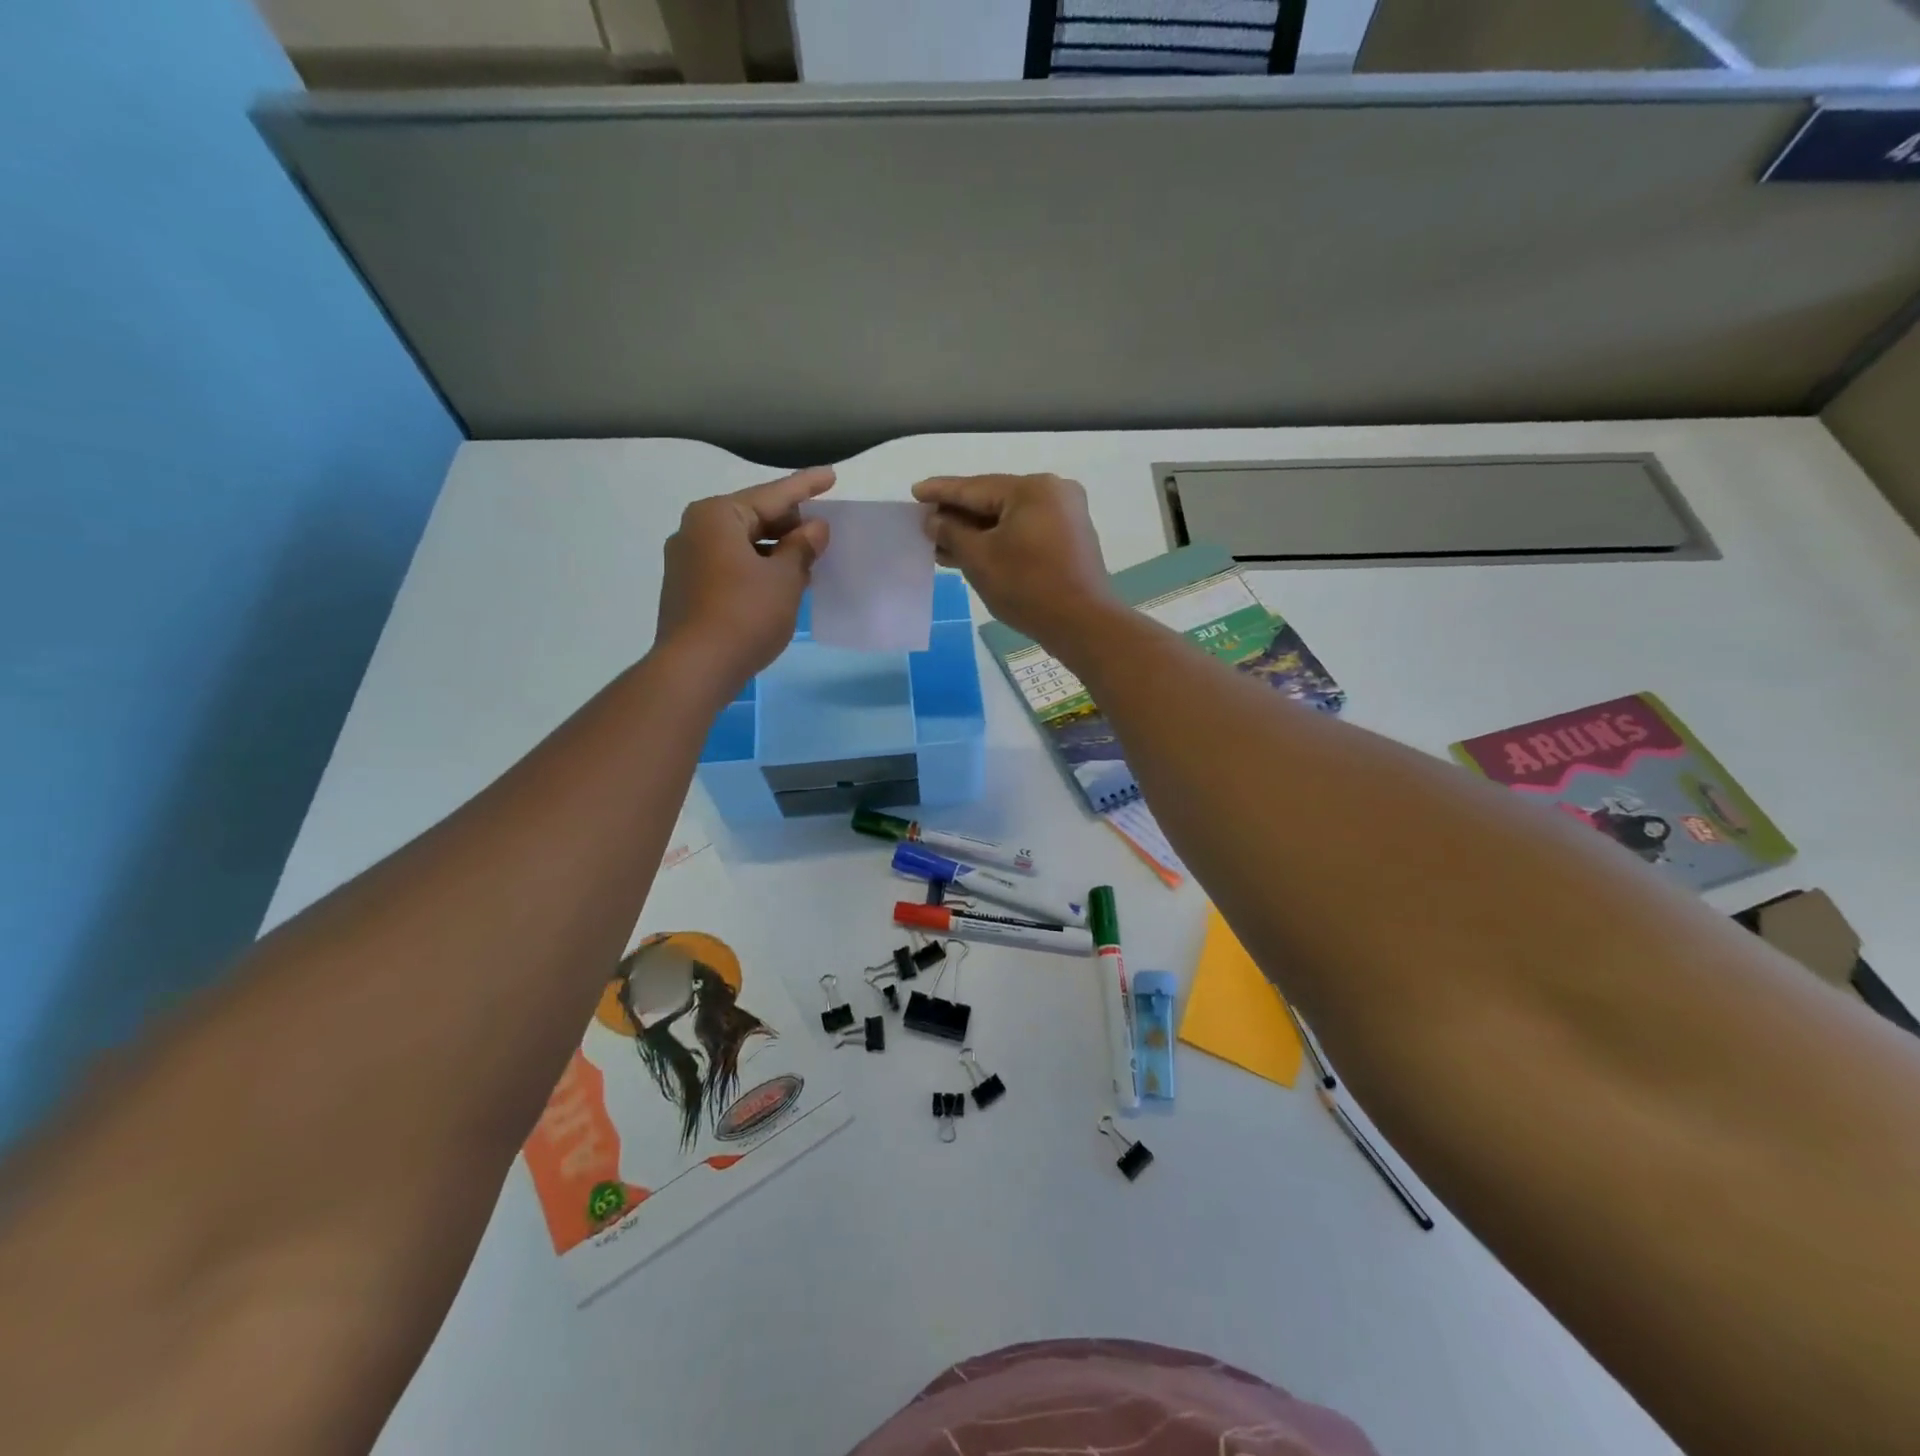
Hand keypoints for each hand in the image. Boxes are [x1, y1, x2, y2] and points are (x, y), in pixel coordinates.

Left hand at [656, 467, 833, 690]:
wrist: (696, 668)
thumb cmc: (745, 614)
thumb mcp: (784, 578)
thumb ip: (802, 547)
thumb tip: (815, 527)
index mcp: (717, 516)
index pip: (772, 495)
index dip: (806, 486)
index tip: (831, 476)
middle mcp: (695, 531)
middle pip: (753, 518)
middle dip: (790, 526)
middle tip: (823, 533)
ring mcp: (687, 562)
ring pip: (742, 546)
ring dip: (776, 552)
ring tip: (809, 562)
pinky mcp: (687, 591)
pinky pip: (731, 568)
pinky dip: (758, 570)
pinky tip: (781, 585)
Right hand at [912, 473, 1119, 644]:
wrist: (1083, 624)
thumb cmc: (1028, 587)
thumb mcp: (980, 559)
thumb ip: (952, 533)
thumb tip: (934, 520)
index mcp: (1032, 488)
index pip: (975, 487)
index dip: (941, 492)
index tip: (915, 492)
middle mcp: (1053, 493)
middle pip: (994, 500)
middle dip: (958, 516)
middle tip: (925, 522)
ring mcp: (1066, 516)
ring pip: (1009, 519)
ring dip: (976, 533)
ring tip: (941, 544)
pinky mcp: (1069, 540)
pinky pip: (1024, 533)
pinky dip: (999, 542)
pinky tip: (972, 553)